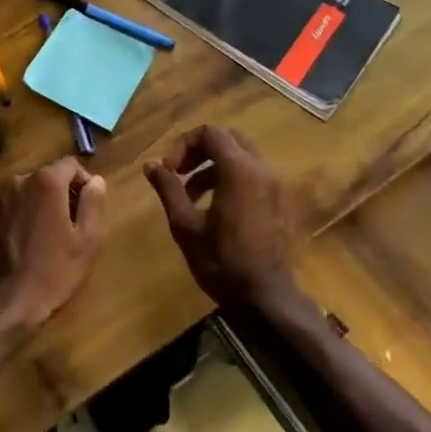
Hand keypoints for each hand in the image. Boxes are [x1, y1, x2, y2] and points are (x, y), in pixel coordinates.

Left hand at [0, 156, 107, 346]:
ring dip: (41, 206)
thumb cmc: (53, 273)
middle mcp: (18, 182)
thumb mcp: (87, 241)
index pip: (71, 165)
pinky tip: (27, 246)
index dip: (84, 183)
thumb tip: (96, 180)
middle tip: (72, 228)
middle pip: (48, 177)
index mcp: (45, 182)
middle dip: (62, 195)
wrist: (4, 305)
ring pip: (29, 193)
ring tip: (50, 239)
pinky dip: (23, 218)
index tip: (89, 210)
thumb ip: (93, 203)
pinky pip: (12, 209)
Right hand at [146, 126, 298, 312]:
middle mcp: (261, 169)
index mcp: (238, 170)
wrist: (265, 297)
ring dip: (213, 166)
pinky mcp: (279, 202)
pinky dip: (230, 178)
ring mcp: (275, 185)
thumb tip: (151, 164)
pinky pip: (252, 175)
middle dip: (199, 151)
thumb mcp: (185, 225)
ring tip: (190, 195)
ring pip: (240, 157)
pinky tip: (214, 208)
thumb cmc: (221, 261)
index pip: (210, 133)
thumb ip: (168, 189)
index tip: (169, 171)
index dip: (183, 145)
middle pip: (228, 139)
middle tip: (179, 174)